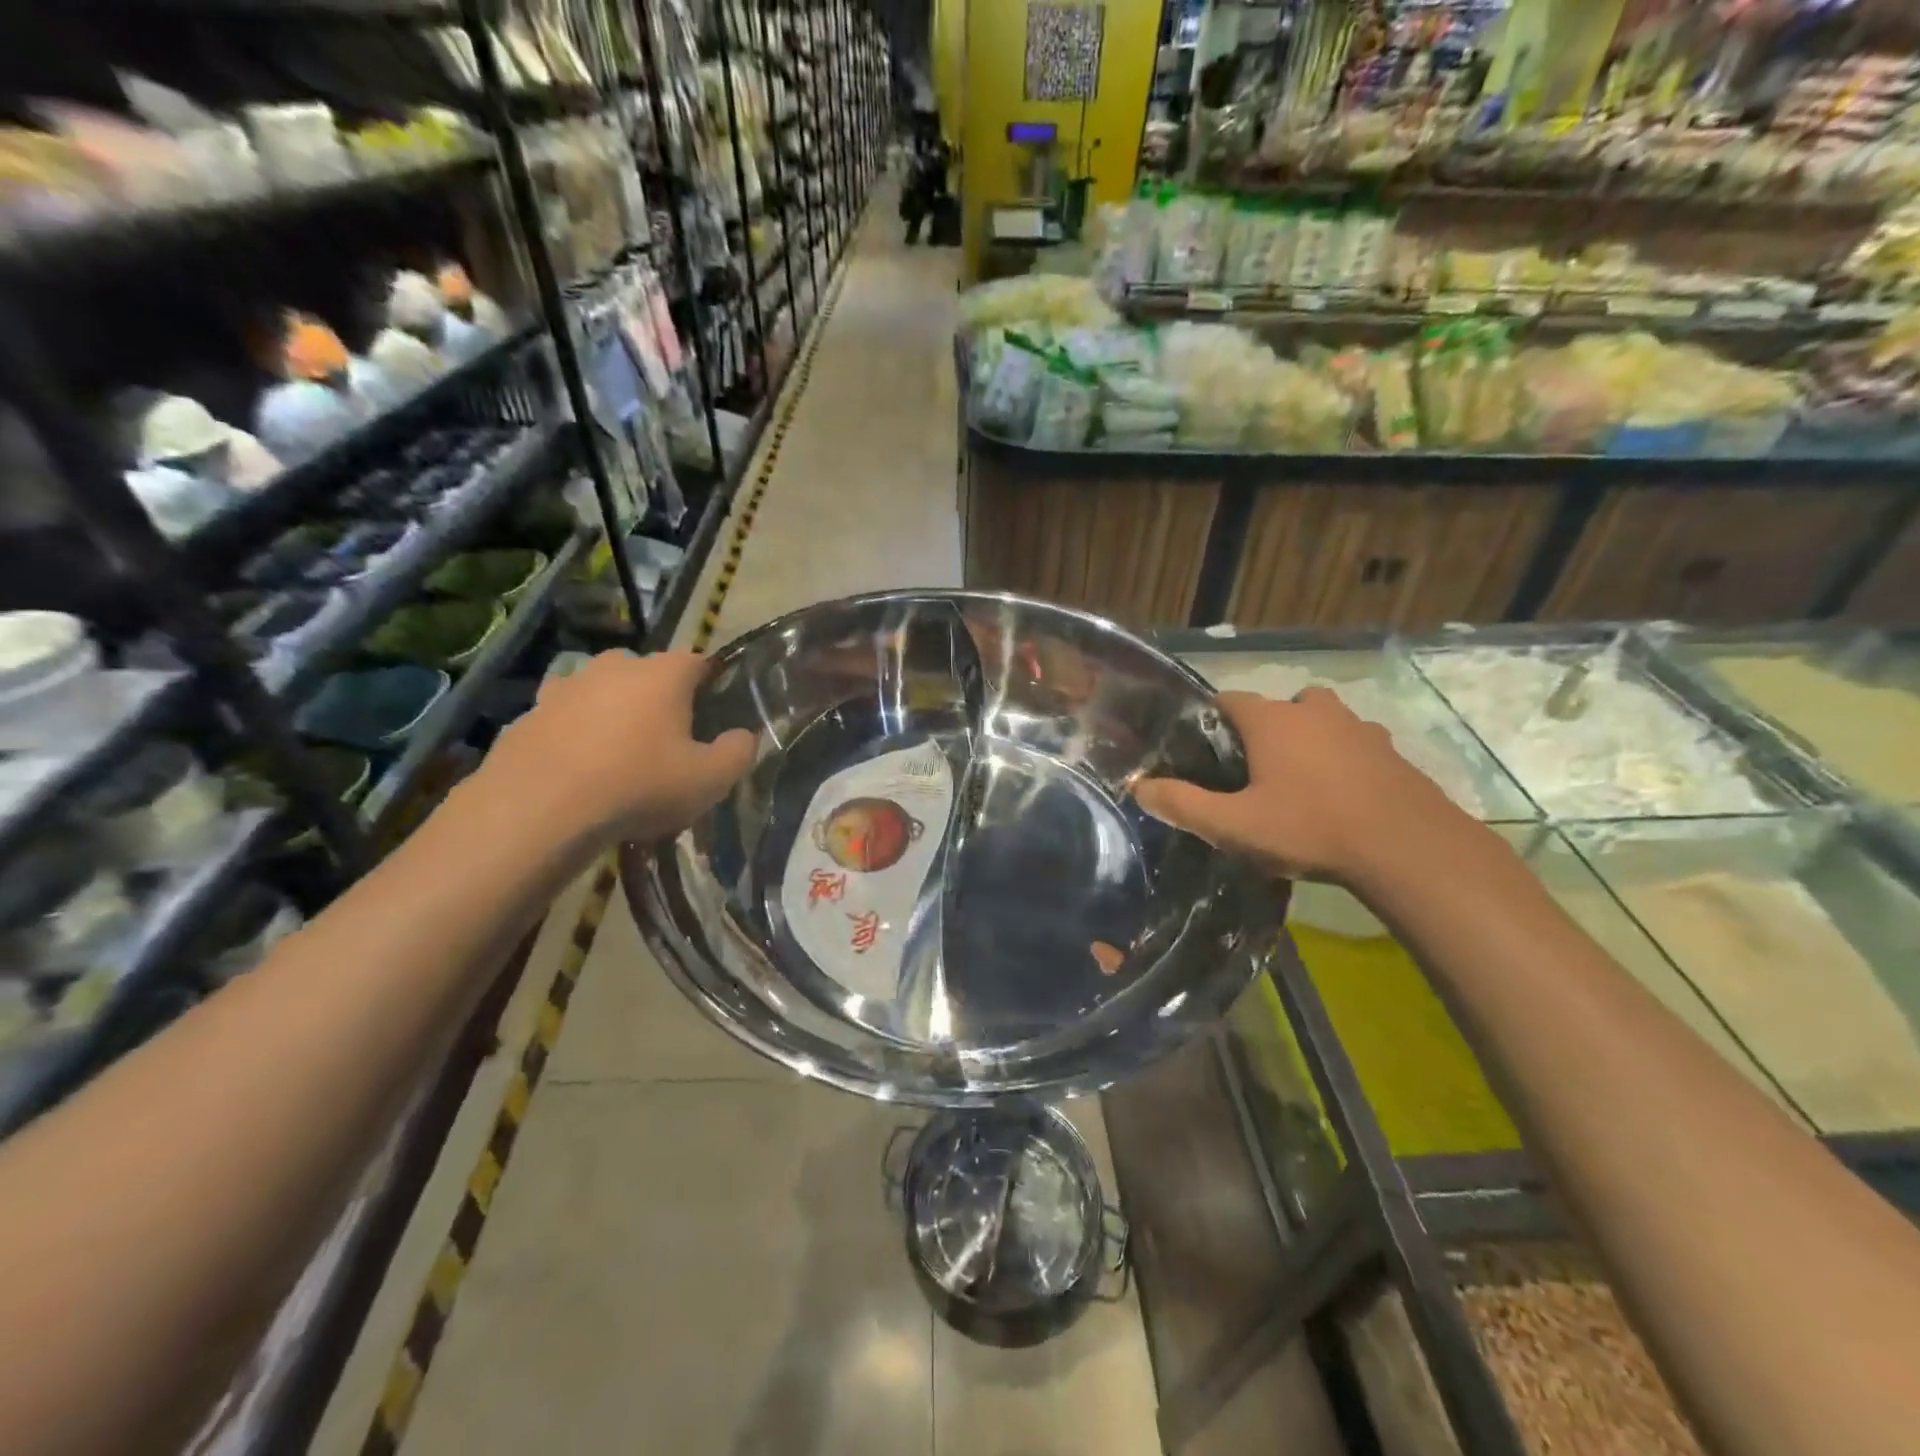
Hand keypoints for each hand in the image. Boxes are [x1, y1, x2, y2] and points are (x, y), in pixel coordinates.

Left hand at [479, 651, 754, 848]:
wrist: (540, 809)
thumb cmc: (639, 786)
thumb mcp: (709, 780)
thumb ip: (737, 753)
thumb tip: (743, 736)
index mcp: (664, 674)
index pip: (698, 662)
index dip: (710, 684)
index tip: (714, 712)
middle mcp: (615, 666)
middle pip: (648, 673)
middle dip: (660, 699)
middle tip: (668, 740)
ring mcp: (567, 685)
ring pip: (603, 692)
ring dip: (614, 713)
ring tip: (620, 755)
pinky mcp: (529, 713)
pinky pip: (565, 717)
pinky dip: (575, 734)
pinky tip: (579, 768)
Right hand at [1135, 687, 1474, 886]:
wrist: (1407, 849)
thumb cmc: (1309, 828)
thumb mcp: (1233, 826)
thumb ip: (1182, 804)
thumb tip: (1138, 787)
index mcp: (1272, 720)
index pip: (1228, 700)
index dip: (1212, 723)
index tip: (1205, 754)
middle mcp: (1314, 711)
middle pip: (1277, 707)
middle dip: (1262, 731)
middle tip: (1252, 773)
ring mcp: (1359, 727)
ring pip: (1320, 722)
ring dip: (1306, 741)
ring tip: (1298, 784)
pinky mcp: (1390, 751)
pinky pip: (1353, 744)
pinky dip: (1341, 760)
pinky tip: (1340, 797)